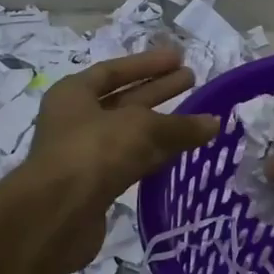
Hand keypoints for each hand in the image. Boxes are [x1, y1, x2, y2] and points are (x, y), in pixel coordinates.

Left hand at [21, 48, 220, 266]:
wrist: (58, 214)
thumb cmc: (94, 152)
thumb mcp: (141, 128)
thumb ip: (179, 126)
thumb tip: (214, 124)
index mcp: (74, 94)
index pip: (114, 71)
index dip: (148, 64)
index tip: (179, 58)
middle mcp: (76, 120)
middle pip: (123, 100)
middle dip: (158, 90)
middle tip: (191, 80)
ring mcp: (85, 154)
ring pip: (130, 134)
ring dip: (161, 126)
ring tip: (197, 119)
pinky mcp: (96, 186)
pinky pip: (132, 161)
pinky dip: (155, 155)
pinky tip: (181, 153)